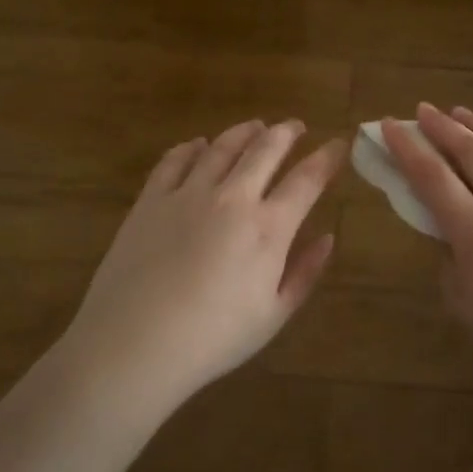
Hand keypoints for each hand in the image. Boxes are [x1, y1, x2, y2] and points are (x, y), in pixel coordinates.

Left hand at [62, 120, 345, 410]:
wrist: (133, 344)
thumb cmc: (212, 339)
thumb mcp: (273, 315)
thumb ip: (305, 273)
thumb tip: (328, 237)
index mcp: (268, 228)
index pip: (307, 179)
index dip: (327, 157)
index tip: (338, 144)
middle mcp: (232, 198)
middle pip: (265, 149)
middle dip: (287, 133)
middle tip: (296, 127)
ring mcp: (188, 194)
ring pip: (222, 146)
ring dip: (244, 132)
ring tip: (256, 127)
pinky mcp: (151, 199)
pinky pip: (175, 159)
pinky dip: (192, 147)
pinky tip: (199, 145)